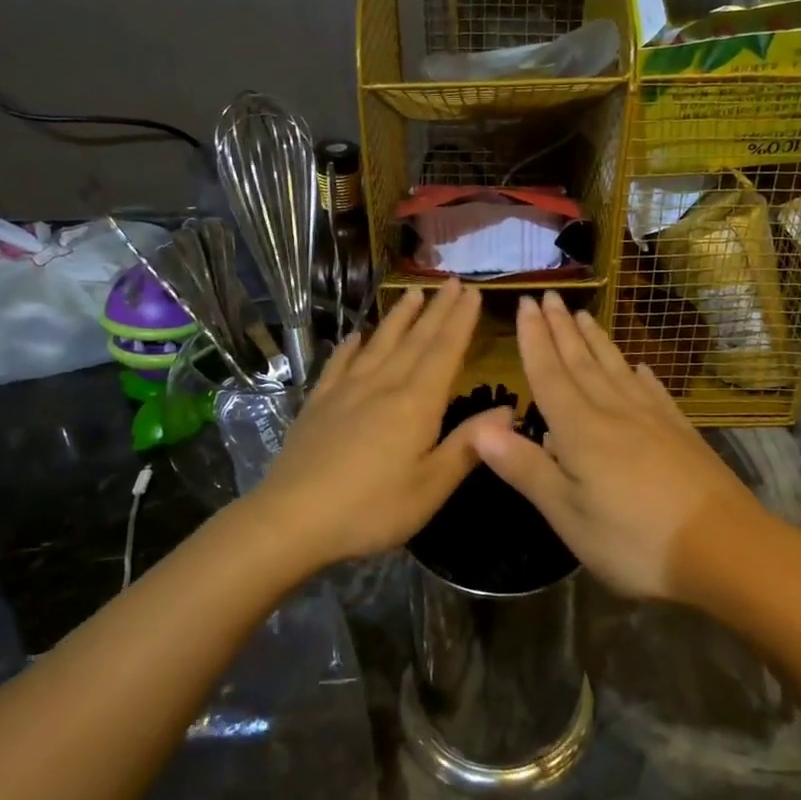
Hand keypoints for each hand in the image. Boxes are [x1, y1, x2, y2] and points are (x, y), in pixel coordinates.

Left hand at [250, 280, 502, 566]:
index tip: (472, 292)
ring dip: (398, 318)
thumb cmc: (371, 508)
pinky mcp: (318, 404)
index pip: (444, 351)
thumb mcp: (431, 487)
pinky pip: (339, 364)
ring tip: (412, 293)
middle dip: (436, 310)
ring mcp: (345, 391)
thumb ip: (468, 445)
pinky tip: (355, 335)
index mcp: (416, 404)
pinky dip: (351, 346)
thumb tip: (508, 411)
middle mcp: (382, 385)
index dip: (460, 321)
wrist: (292, 519)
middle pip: (414, 340)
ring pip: (378, 344)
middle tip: (451, 281)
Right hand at [471, 292, 767, 601]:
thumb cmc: (634, 539)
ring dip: (596, 341)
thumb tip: (479, 429)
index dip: (534, 339)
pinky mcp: (681, 432)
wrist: (725, 548)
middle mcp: (614, 412)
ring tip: (583, 315)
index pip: (549, 374)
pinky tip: (639, 367)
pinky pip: (653, 391)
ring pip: (616, 369)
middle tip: (549, 296)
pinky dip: (640, 374)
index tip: (526, 303)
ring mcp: (653, 419)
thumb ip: (525, 468)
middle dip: (561, 328)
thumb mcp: (567, 513)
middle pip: (582, 362)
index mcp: (580, 430)